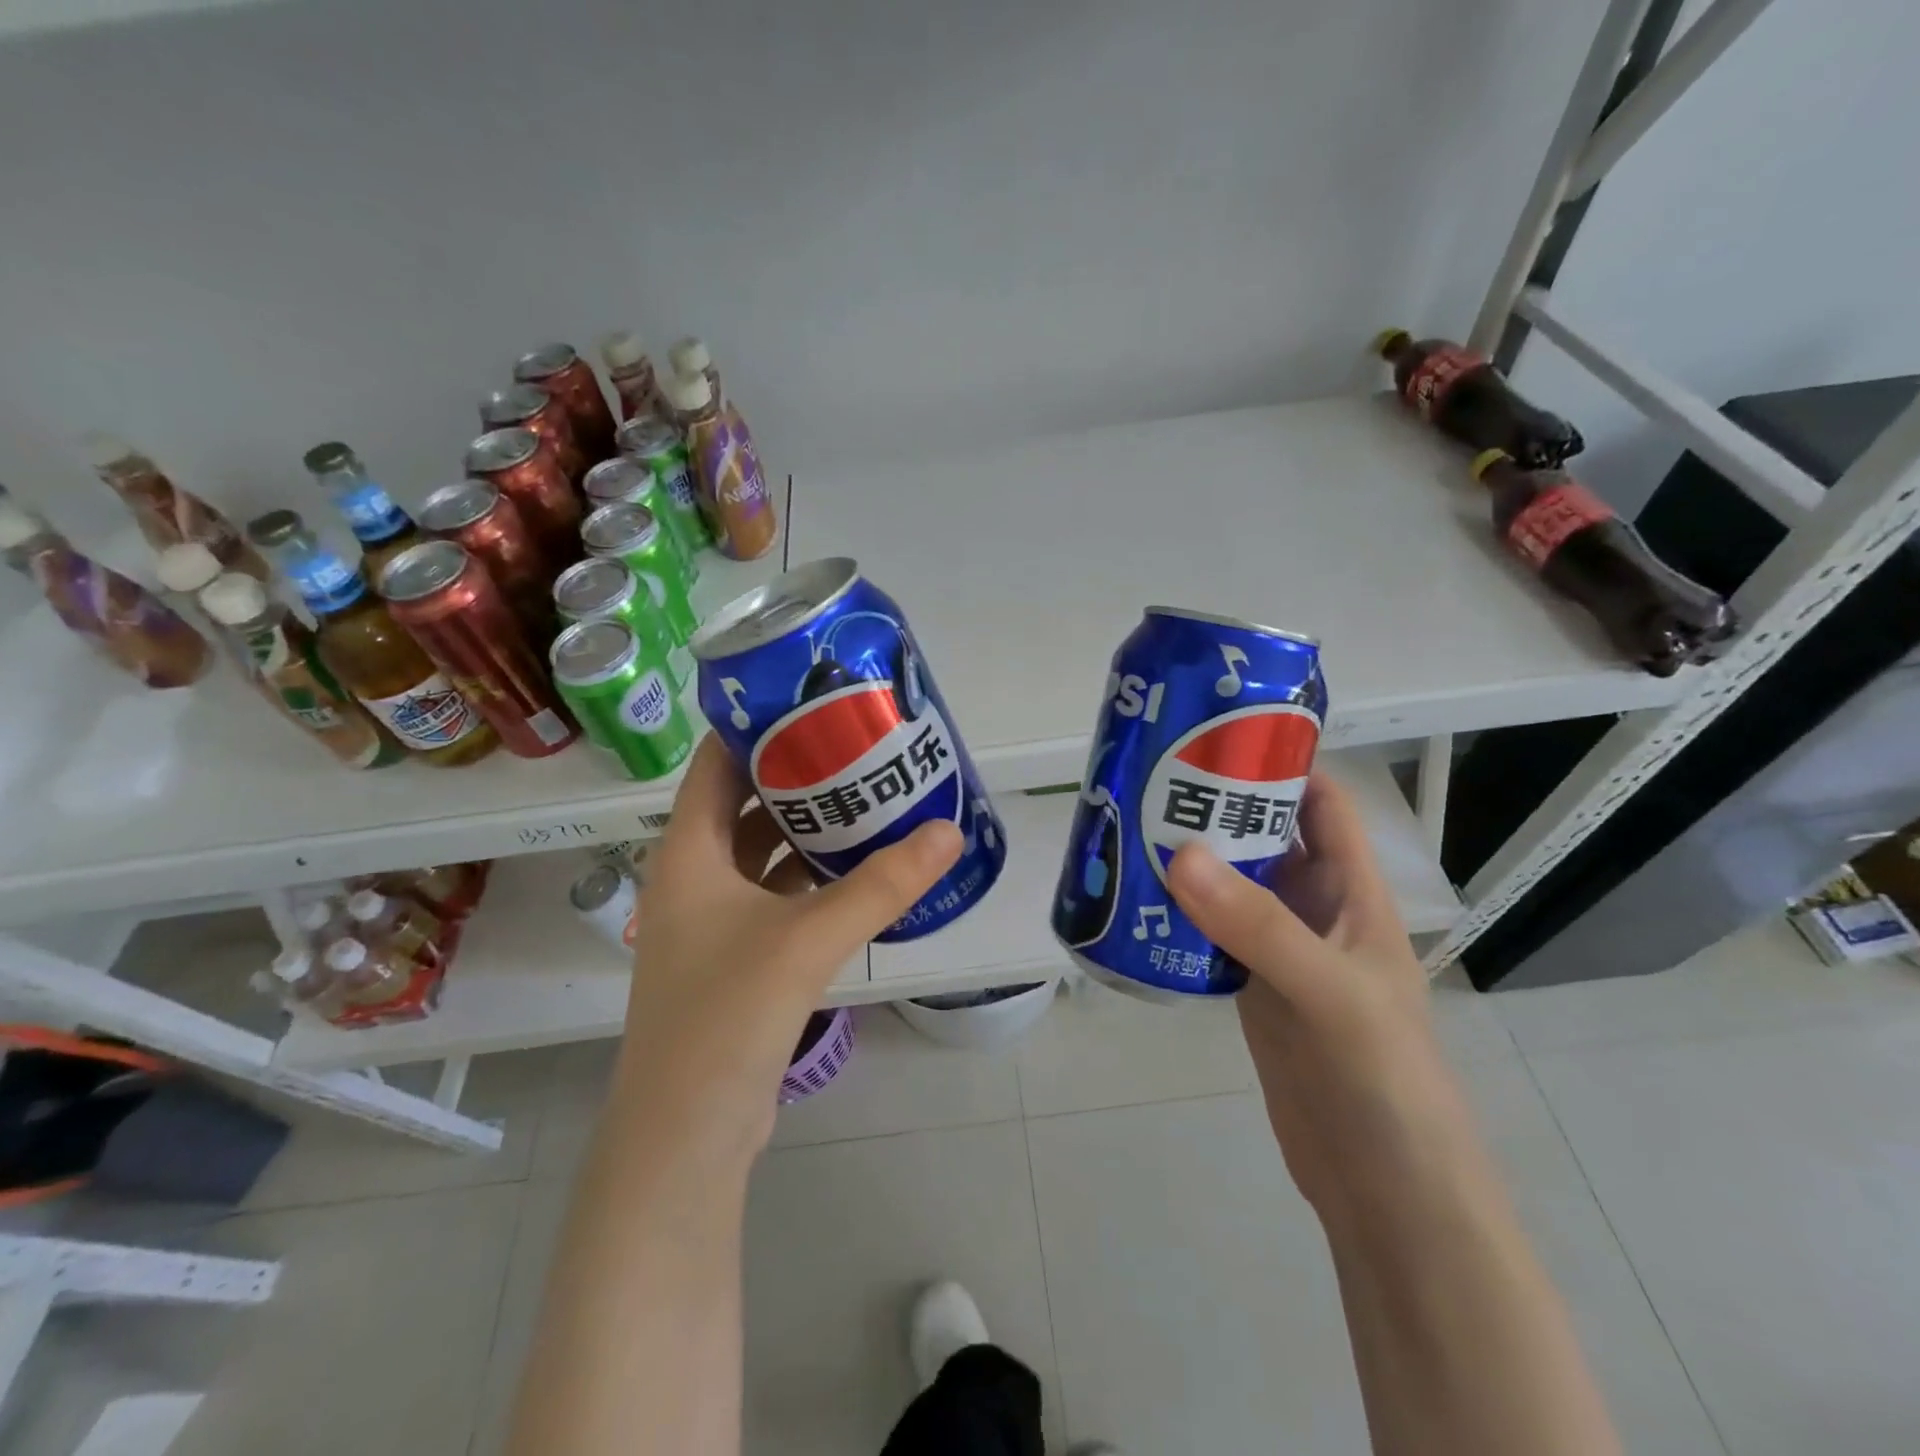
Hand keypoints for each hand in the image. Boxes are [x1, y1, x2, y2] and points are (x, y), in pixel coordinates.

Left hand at [614, 737, 962, 1160]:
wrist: (687, 1136)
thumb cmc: (727, 1016)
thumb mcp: (807, 939)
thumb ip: (880, 885)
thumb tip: (948, 832)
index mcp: (687, 855)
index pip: (714, 765)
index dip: (756, 729)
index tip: (811, 701)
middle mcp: (692, 879)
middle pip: (742, 805)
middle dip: (795, 775)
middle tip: (856, 746)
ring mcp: (711, 923)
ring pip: (761, 853)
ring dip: (805, 829)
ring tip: (865, 796)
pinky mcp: (735, 958)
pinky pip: (774, 895)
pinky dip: (809, 877)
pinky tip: (855, 870)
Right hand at [1166, 771, 1470, 1211]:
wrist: (1384, 1188)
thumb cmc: (1383, 1077)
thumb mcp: (1328, 991)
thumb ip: (1257, 926)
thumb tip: (1178, 853)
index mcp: (1351, 891)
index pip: (1320, 803)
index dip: (1279, 763)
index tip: (1214, 735)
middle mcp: (1314, 909)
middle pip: (1263, 837)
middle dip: (1214, 806)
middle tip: (1145, 779)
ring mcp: (1279, 950)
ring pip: (1230, 884)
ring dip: (1190, 859)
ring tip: (1127, 827)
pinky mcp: (1250, 988)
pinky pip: (1209, 933)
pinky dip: (1177, 913)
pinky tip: (1134, 902)